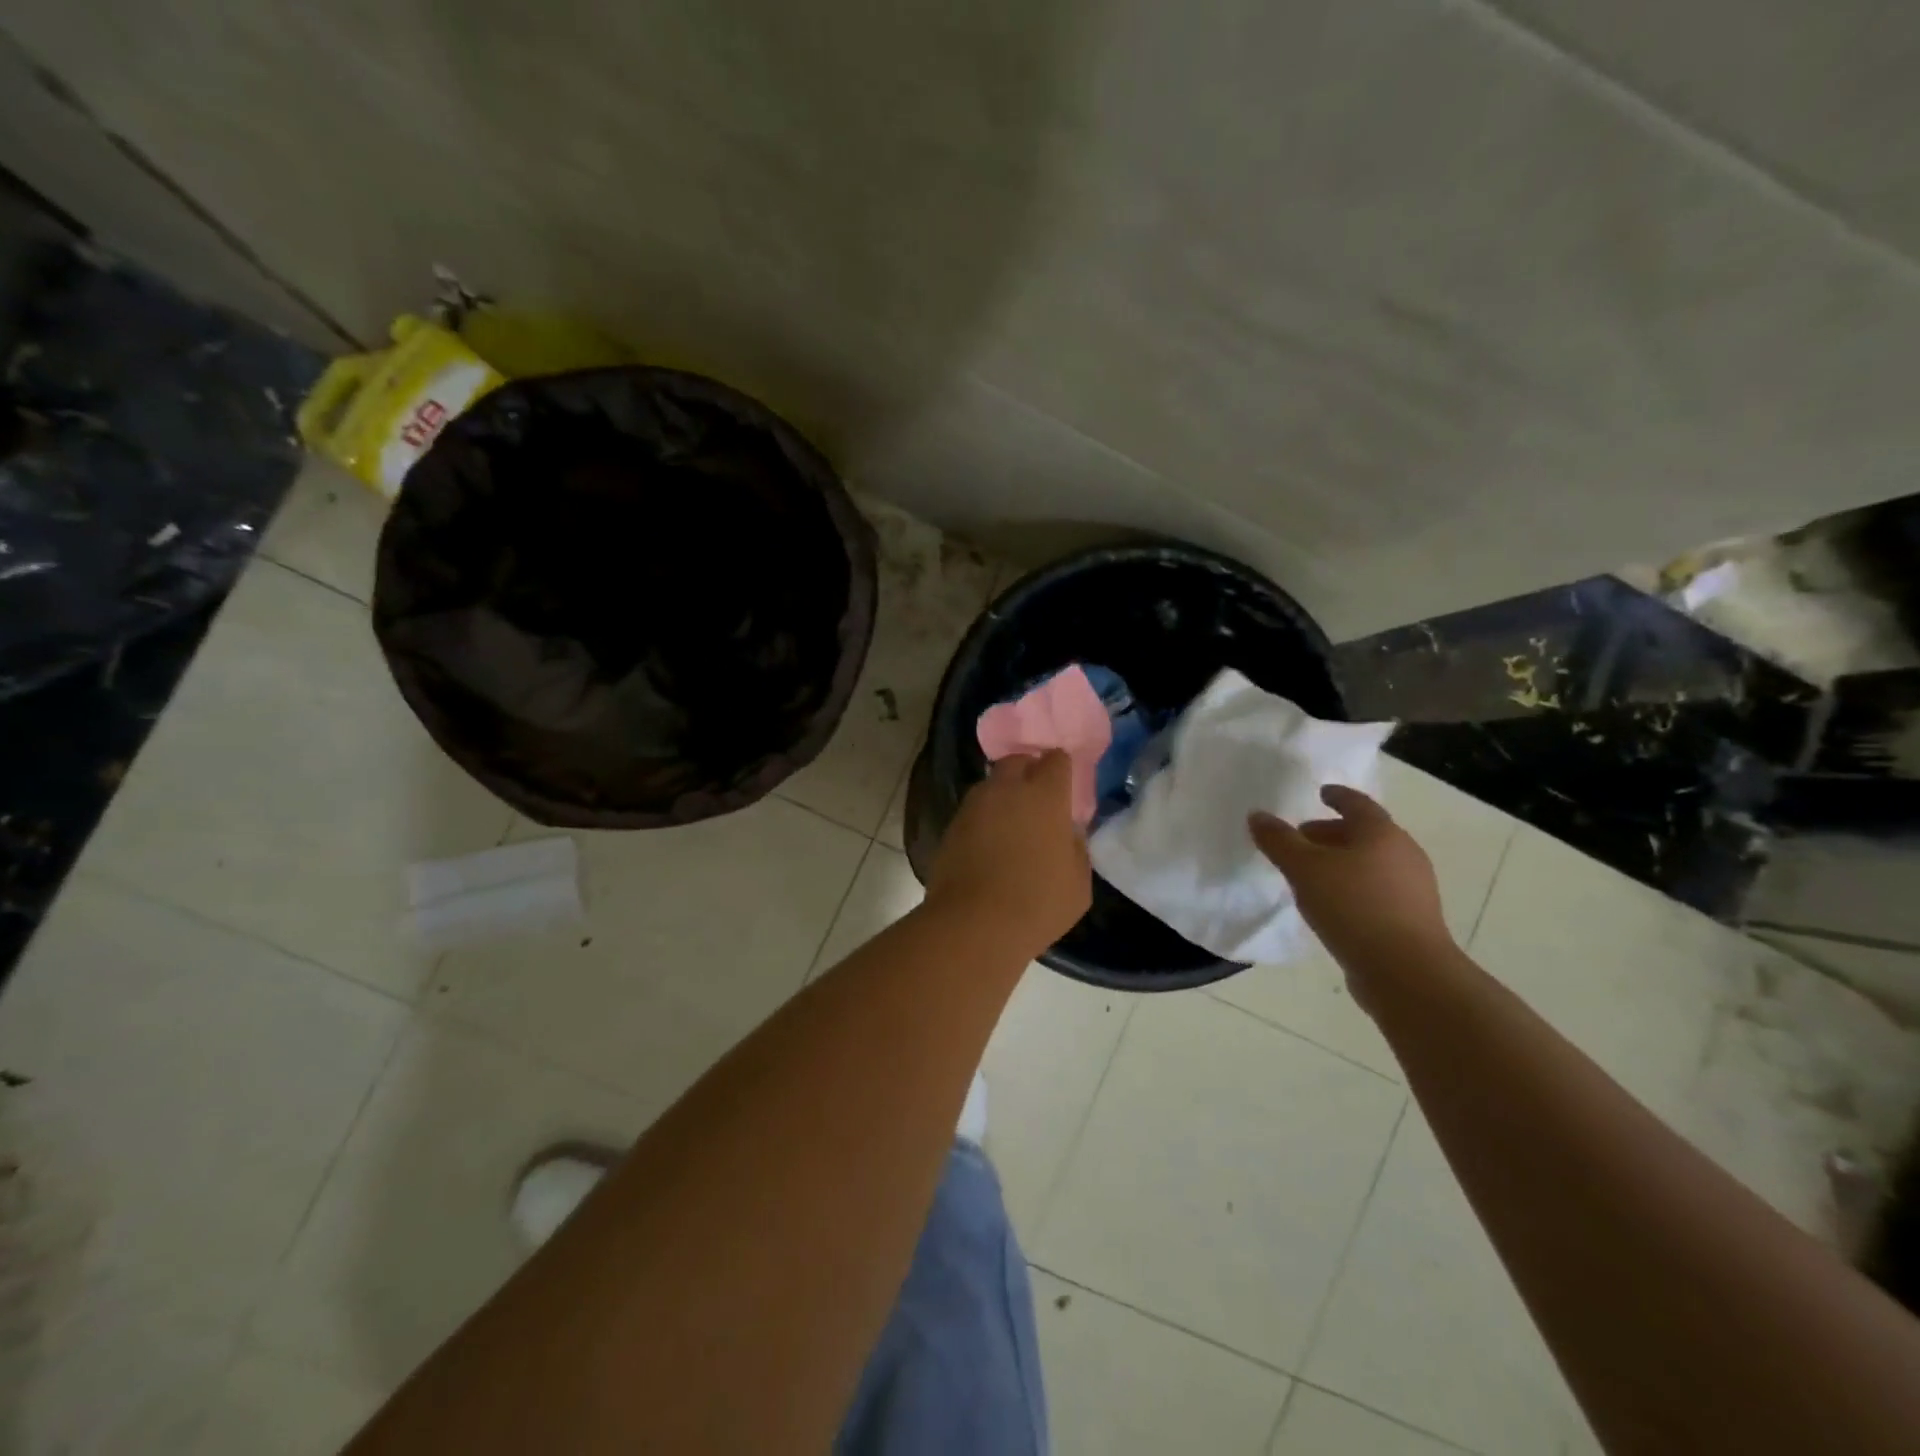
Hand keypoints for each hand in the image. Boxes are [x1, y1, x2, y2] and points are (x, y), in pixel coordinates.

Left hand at [927, 752, 1091, 955]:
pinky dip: (984, 819)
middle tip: (1038, 799)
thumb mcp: (1078, 883)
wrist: (973, 924)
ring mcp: (974, 806)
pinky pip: (973, 811)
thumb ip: (1076, 848)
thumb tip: (1067, 833)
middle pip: (1018, 762)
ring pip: (991, 785)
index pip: (1056, 760)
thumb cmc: (1037, 904)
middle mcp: (1007, 790)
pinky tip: (989, 844)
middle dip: (1029, 772)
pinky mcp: (951, 826)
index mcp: (1045, 796)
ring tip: (1011, 824)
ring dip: (1003, 795)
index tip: (1065, 786)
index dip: (1061, 769)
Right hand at [1248, 785, 1451, 977]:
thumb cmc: (1353, 907)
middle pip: (1364, 834)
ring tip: (1310, 875)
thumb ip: (1278, 840)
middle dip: (1332, 833)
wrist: (1406, 972)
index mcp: (1381, 833)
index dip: (1337, 796)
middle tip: (1301, 839)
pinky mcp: (1412, 919)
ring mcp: (1413, 889)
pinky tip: (1331, 905)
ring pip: (1371, 863)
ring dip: (1341, 862)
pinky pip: (1376, 890)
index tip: (1321, 793)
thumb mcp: (1303, 869)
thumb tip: (1257, 815)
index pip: (1357, 803)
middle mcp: (1403, 854)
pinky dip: (1353, 887)